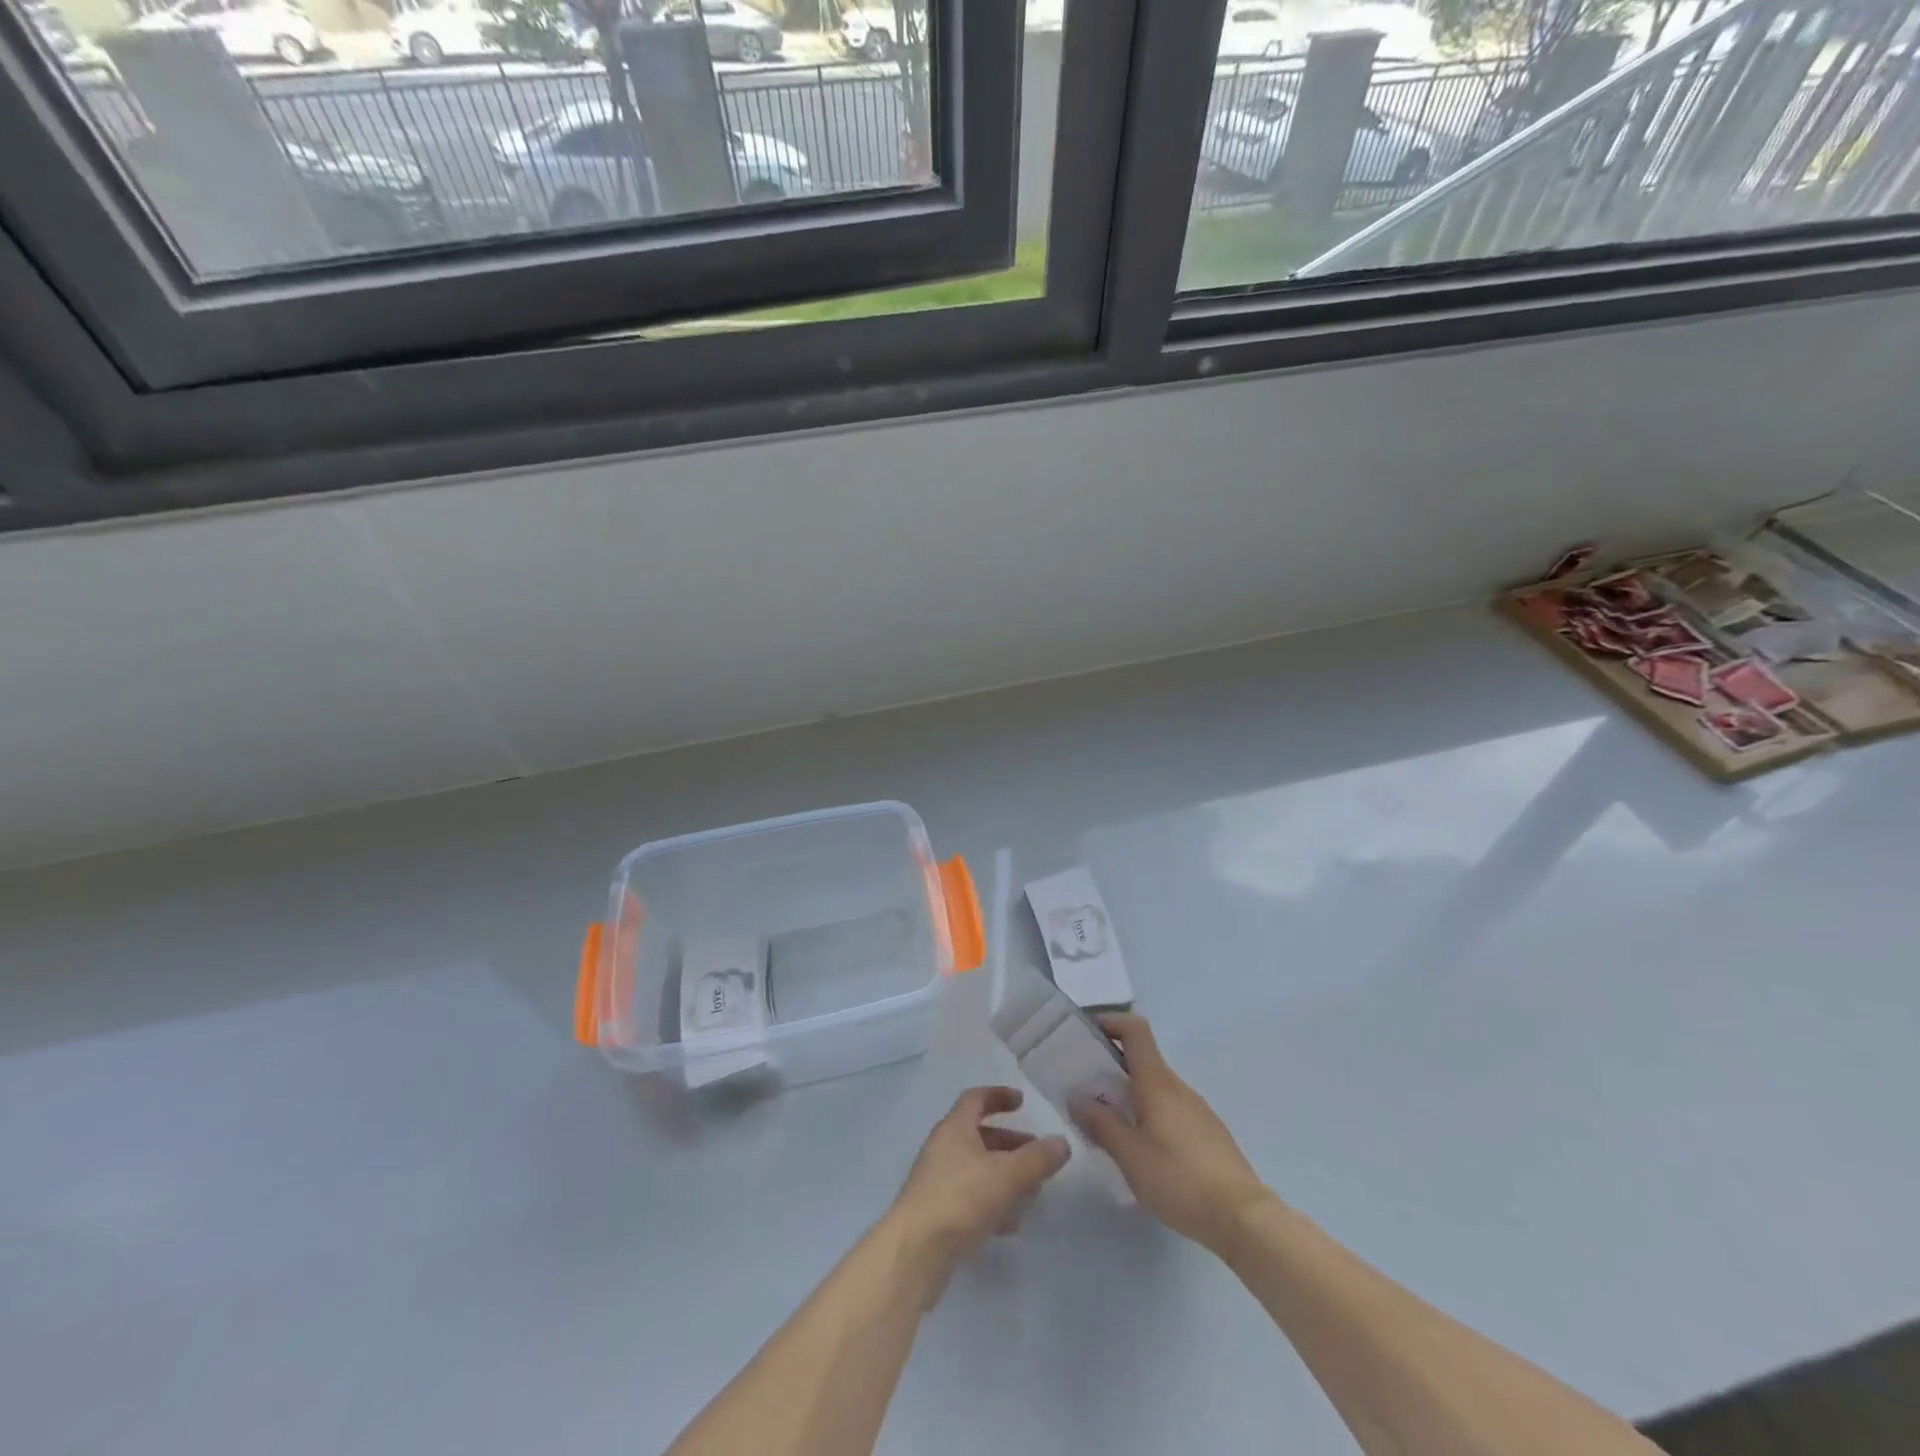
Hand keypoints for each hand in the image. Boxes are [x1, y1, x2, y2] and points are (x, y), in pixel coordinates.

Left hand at [886, 1086, 1069, 1294]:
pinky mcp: (937, 1214)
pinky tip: (1010, 1224)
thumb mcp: (1007, 1175)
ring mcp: (937, 1182)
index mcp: (954, 1128)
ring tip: (1032, 1192)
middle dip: (1010, 1143)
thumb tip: (1061, 1142)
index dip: (999, 1096)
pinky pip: (970, 1198)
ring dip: (1005, 1175)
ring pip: (977, 1169)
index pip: (976, 1099)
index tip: (1022, 1102)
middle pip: (979, 1136)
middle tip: (1038, 1155)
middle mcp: (942, 1149)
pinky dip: (992, 1203)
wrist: (914, 1253)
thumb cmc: (961, 1199)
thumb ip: (1037, 1159)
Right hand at [1074, 1014, 1271, 1254]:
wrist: (1242, 1217)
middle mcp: (1178, 1087)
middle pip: (1142, 1060)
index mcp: (1157, 1082)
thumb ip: (1101, 1123)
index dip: (1111, 1021)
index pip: (1135, 1030)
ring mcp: (1196, 1109)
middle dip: (1111, 1066)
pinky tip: (1141, 1149)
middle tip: (1084, 1088)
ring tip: (1107, 1124)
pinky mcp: (1207, 1132)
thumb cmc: (1179, 1179)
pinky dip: (1148, 1114)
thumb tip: (1076, 1095)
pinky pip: (1170, 1109)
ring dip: (1129, 1094)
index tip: (1086, 1033)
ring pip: (1155, 1087)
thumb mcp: (1130, 1154)